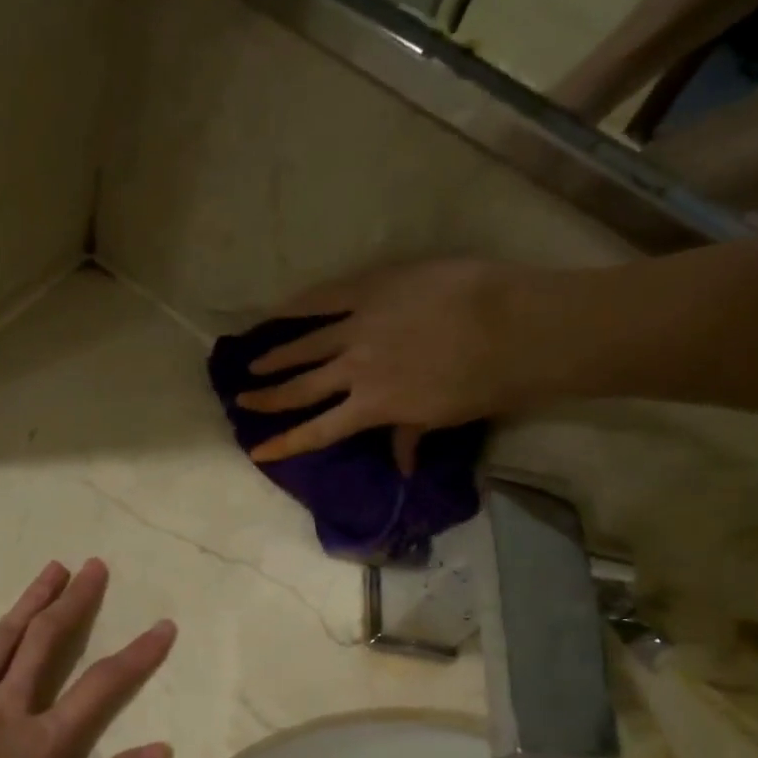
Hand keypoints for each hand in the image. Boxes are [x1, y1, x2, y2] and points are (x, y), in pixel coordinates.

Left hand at [0, 559, 175, 757]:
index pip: (101, 685)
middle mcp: (7, 706)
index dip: (137, 655)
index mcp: (43, 736)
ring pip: (0, 642)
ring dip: (28, 603)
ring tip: (52, 569)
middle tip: (94, 567)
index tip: (164, 625)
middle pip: (46, 643)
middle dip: (74, 603)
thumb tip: (162, 749)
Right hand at [236, 259, 609, 470]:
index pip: (318, 431)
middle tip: (242, 399)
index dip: (285, 443)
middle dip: (268, 398)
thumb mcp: (443, 417)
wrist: (515, 326)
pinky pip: (325, 297)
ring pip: (305, 344)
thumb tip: (402, 468)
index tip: (257, 451)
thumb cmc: (486, 381)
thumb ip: (410, 435)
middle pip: (301, 388)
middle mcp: (354, 370)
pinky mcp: (371, 289)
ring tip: (253, 362)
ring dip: (276, 355)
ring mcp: (359, 327)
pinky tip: (278, 310)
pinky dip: (299, 306)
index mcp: (373, 406)